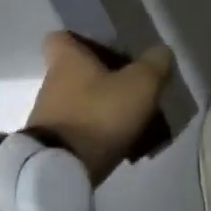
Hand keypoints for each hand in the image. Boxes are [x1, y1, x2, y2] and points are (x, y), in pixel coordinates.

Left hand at [25, 32, 173, 185]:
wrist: (59, 175)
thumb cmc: (97, 115)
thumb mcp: (138, 85)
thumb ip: (154, 65)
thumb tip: (161, 52)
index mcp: (65, 56)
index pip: (62, 35)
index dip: (80, 37)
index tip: (103, 45)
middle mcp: (52, 81)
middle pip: (76, 70)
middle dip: (99, 77)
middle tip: (128, 85)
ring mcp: (48, 116)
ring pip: (78, 102)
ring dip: (98, 108)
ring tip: (129, 121)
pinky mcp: (49, 148)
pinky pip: (76, 132)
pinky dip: (93, 135)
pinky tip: (116, 146)